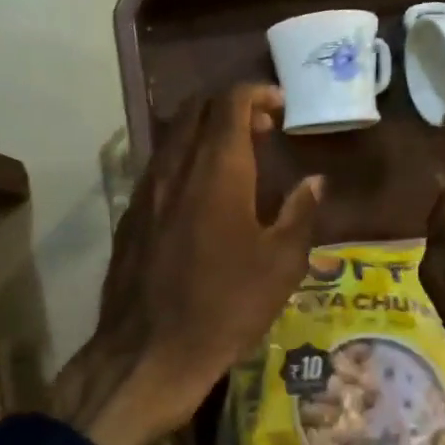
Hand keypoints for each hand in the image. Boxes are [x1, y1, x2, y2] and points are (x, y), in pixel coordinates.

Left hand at [54, 85, 322, 444]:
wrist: (149, 352)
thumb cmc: (225, 307)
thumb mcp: (280, 265)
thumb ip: (299, 213)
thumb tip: (314, 181)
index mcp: (217, 170)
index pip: (229, 102)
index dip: (257, 93)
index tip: (280, 107)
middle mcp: (175, 168)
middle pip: (196, 109)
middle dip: (230, 106)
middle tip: (262, 129)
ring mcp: (145, 190)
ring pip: (173, 136)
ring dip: (205, 133)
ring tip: (236, 160)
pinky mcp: (130, 215)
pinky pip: (158, 167)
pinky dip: (184, 160)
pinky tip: (201, 195)